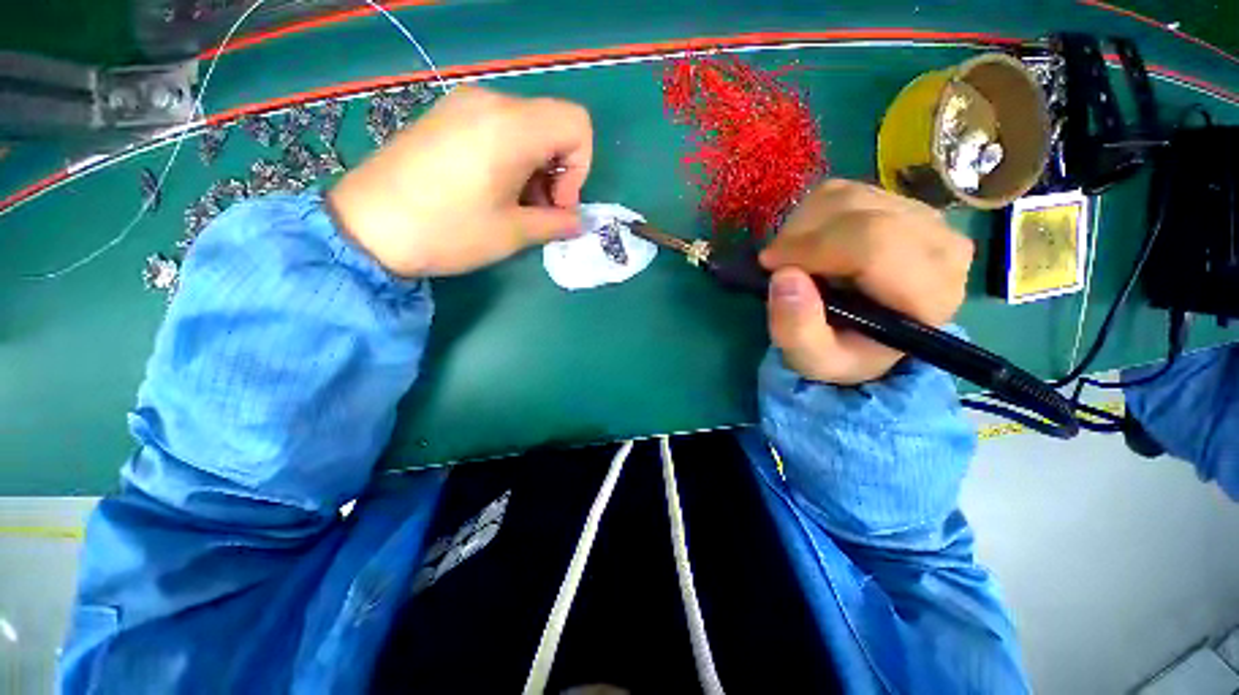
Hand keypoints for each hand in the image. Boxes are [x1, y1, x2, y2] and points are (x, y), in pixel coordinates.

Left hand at [327, 86, 592, 276]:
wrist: (366, 227)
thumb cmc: (448, 231)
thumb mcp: (512, 233)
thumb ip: (556, 223)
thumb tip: (577, 221)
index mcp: (512, 127)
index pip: (576, 125)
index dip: (580, 168)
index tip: (559, 203)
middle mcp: (490, 103)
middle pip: (552, 126)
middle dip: (558, 172)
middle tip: (540, 211)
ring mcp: (463, 106)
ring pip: (527, 128)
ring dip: (535, 168)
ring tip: (515, 206)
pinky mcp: (445, 117)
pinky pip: (497, 128)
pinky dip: (511, 158)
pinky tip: (492, 190)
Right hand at [759, 180, 972, 384]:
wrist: (866, 336)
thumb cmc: (842, 352)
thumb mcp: (812, 360)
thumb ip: (796, 330)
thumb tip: (783, 276)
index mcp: (929, 295)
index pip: (874, 246)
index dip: (812, 249)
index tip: (769, 266)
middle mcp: (941, 247)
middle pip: (861, 213)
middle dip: (802, 235)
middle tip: (775, 263)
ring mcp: (925, 217)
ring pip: (849, 196)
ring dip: (804, 225)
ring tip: (792, 257)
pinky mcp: (901, 202)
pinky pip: (845, 190)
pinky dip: (812, 214)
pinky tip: (808, 242)